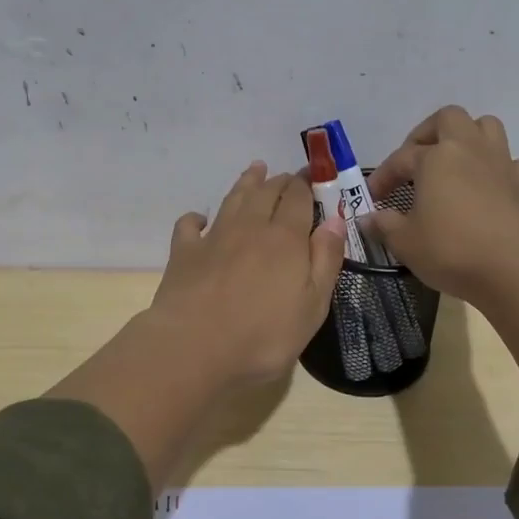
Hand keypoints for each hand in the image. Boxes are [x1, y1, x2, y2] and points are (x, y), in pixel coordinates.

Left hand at [49, 162, 345, 487]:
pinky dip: (197, 218)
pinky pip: (190, 224)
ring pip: (233, 199)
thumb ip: (325, 260)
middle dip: (280, 181)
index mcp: (285, 238)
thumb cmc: (263, 337)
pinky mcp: (184, 253)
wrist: (193, 349)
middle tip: (287, 177)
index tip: (313, 179)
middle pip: (266, 192)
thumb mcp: (312, 307)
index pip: (298, 198)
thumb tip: (334, 221)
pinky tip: (200, 220)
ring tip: (255, 169)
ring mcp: (213, 237)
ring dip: (246, 182)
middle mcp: (249, 227)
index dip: (306, 185)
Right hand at [366, 107, 518, 379]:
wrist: (513, 272)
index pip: (401, 158)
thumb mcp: (405, 242)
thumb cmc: (451, 251)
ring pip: (486, 128)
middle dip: (428, 133)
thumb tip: (367, 218)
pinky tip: (488, 190)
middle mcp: (469, 149)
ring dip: (467, 138)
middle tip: (416, 160)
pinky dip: (497, 169)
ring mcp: (502, 163)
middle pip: (449, 118)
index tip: (373, 197)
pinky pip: (510, 162)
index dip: (383, 176)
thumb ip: (383, 225)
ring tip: (453, 164)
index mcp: (436, 158)